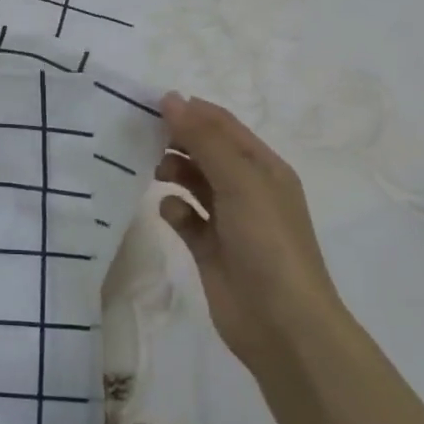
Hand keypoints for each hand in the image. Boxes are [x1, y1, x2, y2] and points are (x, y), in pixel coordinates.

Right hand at [156, 93, 342, 367]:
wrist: (282, 324)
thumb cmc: (268, 243)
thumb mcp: (240, 182)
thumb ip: (204, 139)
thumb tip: (171, 99)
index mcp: (263, 168)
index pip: (223, 125)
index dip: (190, 110)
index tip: (150, 103)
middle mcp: (246, 189)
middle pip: (205, 151)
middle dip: (177, 140)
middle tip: (141, 136)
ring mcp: (228, 220)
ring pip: (193, 182)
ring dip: (173, 172)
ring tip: (155, 172)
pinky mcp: (209, 248)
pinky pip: (185, 217)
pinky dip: (174, 210)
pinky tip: (169, 213)